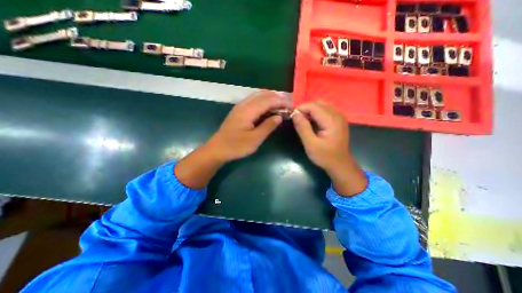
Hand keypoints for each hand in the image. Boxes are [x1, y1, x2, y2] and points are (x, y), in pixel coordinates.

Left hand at [206, 91, 291, 162]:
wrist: (217, 149)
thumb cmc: (236, 146)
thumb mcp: (254, 139)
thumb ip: (268, 126)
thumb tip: (279, 116)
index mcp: (248, 110)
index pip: (268, 100)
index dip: (282, 102)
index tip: (292, 107)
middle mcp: (244, 104)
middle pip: (264, 94)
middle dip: (278, 98)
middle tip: (288, 106)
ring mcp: (240, 106)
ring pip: (259, 96)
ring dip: (271, 99)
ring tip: (282, 106)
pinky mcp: (239, 110)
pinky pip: (254, 101)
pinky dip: (264, 102)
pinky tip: (269, 109)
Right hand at [290, 102, 366, 194]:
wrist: (340, 165)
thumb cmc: (325, 156)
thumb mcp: (310, 144)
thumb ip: (302, 127)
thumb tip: (294, 114)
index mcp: (331, 120)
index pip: (313, 106)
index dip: (300, 109)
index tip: (291, 117)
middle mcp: (337, 114)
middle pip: (317, 104)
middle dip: (305, 110)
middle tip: (297, 121)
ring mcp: (339, 117)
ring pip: (321, 106)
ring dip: (310, 111)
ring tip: (303, 122)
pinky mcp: (338, 120)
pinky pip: (325, 111)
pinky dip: (316, 114)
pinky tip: (312, 124)